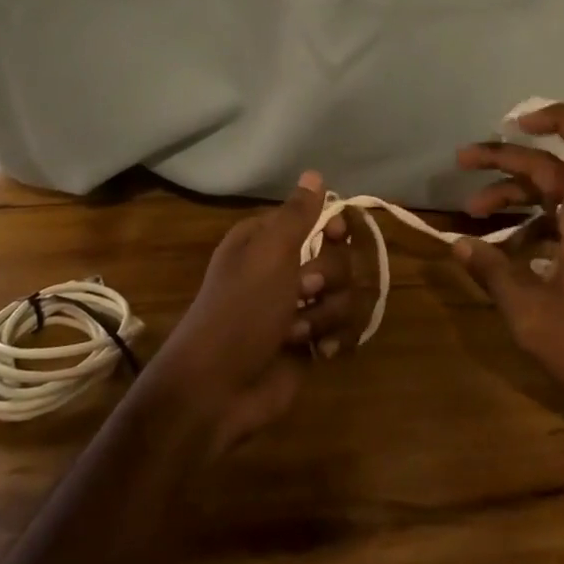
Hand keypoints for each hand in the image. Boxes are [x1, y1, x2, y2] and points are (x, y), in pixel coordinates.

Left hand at [150, 173, 368, 455]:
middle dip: (327, 278)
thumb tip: (314, 173)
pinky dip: (333, 339)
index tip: (336, 236)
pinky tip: (318, 351)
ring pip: (345, 295)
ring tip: (297, 333)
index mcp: (268, 241)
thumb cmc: (240, 310)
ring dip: (326, 314)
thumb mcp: (268, 253)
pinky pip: (343, 328)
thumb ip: (297, 214)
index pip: (318, 218)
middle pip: (340, 257)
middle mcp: (285, 269)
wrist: (217, 390)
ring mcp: (298, 308)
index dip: (334, 226)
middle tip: (301, 293)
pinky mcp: (308, 343)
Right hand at [452, 104, 563, 442]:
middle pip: (556, 166)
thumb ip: (493, 273)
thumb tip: (456, 244)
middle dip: (508, 159)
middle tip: (462, 161)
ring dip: (515, 194)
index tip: (515, 123)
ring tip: (472, 210)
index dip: (559, 118)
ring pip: (557, 193)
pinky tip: (502, 247)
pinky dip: (532, 223)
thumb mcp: (532, 316)